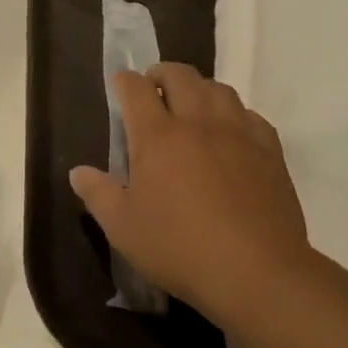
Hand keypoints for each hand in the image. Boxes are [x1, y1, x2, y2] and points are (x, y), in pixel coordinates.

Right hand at [68, 64, 310, 322]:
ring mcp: (237, 134)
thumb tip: (77, 171)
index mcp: (157, 136)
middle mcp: (197, 123)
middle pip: (180, 75)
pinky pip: (251, 116)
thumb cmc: (180, 249)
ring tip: (193, 106)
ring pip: (218, 89)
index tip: (121, 85)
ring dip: (200, 89)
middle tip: (154, 88)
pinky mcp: (269, 152)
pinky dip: (236, 115)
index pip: (136, 88)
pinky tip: (232, 133)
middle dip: (162, 73)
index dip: (125, 80)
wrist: (257, 274)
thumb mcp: (123, 228)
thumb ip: (98, 194)